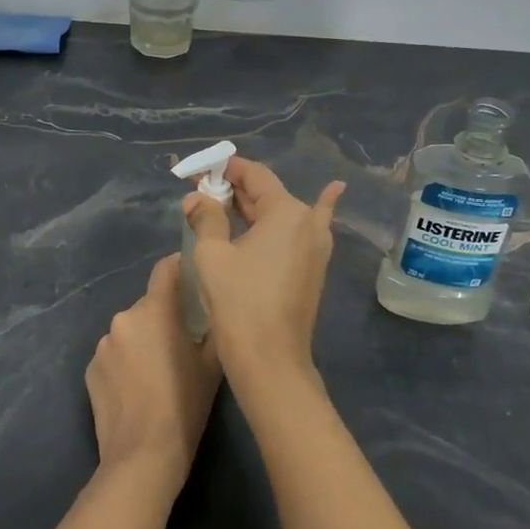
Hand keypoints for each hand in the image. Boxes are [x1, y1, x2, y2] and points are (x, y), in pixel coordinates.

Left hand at [86, 255, 221, 494]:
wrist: (142, 456)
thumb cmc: (185, 407)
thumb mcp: (212, 366)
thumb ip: (212, 329)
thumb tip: (214, 310)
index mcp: (155, 311)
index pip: (166, 269)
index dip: (181, 269)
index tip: (193, 282)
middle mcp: (124, 318)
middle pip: (148, 304)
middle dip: (164, 316)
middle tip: (182, 341)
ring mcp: (103, 345)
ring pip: (130, 331)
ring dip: (143, 340)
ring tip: (158, 372)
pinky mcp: (89, 369)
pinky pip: (114, 355)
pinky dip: (125, 363)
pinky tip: (137, 390)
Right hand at [184, 157, 344, 389]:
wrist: (269, 359)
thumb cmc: (238, 302)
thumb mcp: (212, 254)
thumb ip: (206, 217)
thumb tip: (196, 197)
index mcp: (287, 212)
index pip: (255, 175)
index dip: (225, 169)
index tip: (199, 171)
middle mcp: (309, 222)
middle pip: (268, 194)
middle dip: (234, 190)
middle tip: (201, 190)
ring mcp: (317, 247)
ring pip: (282, 214)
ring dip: (255, 206)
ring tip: (227, 199)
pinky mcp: (314, 269)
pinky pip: (305, 231)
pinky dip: (314, 209)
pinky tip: (334, 191)